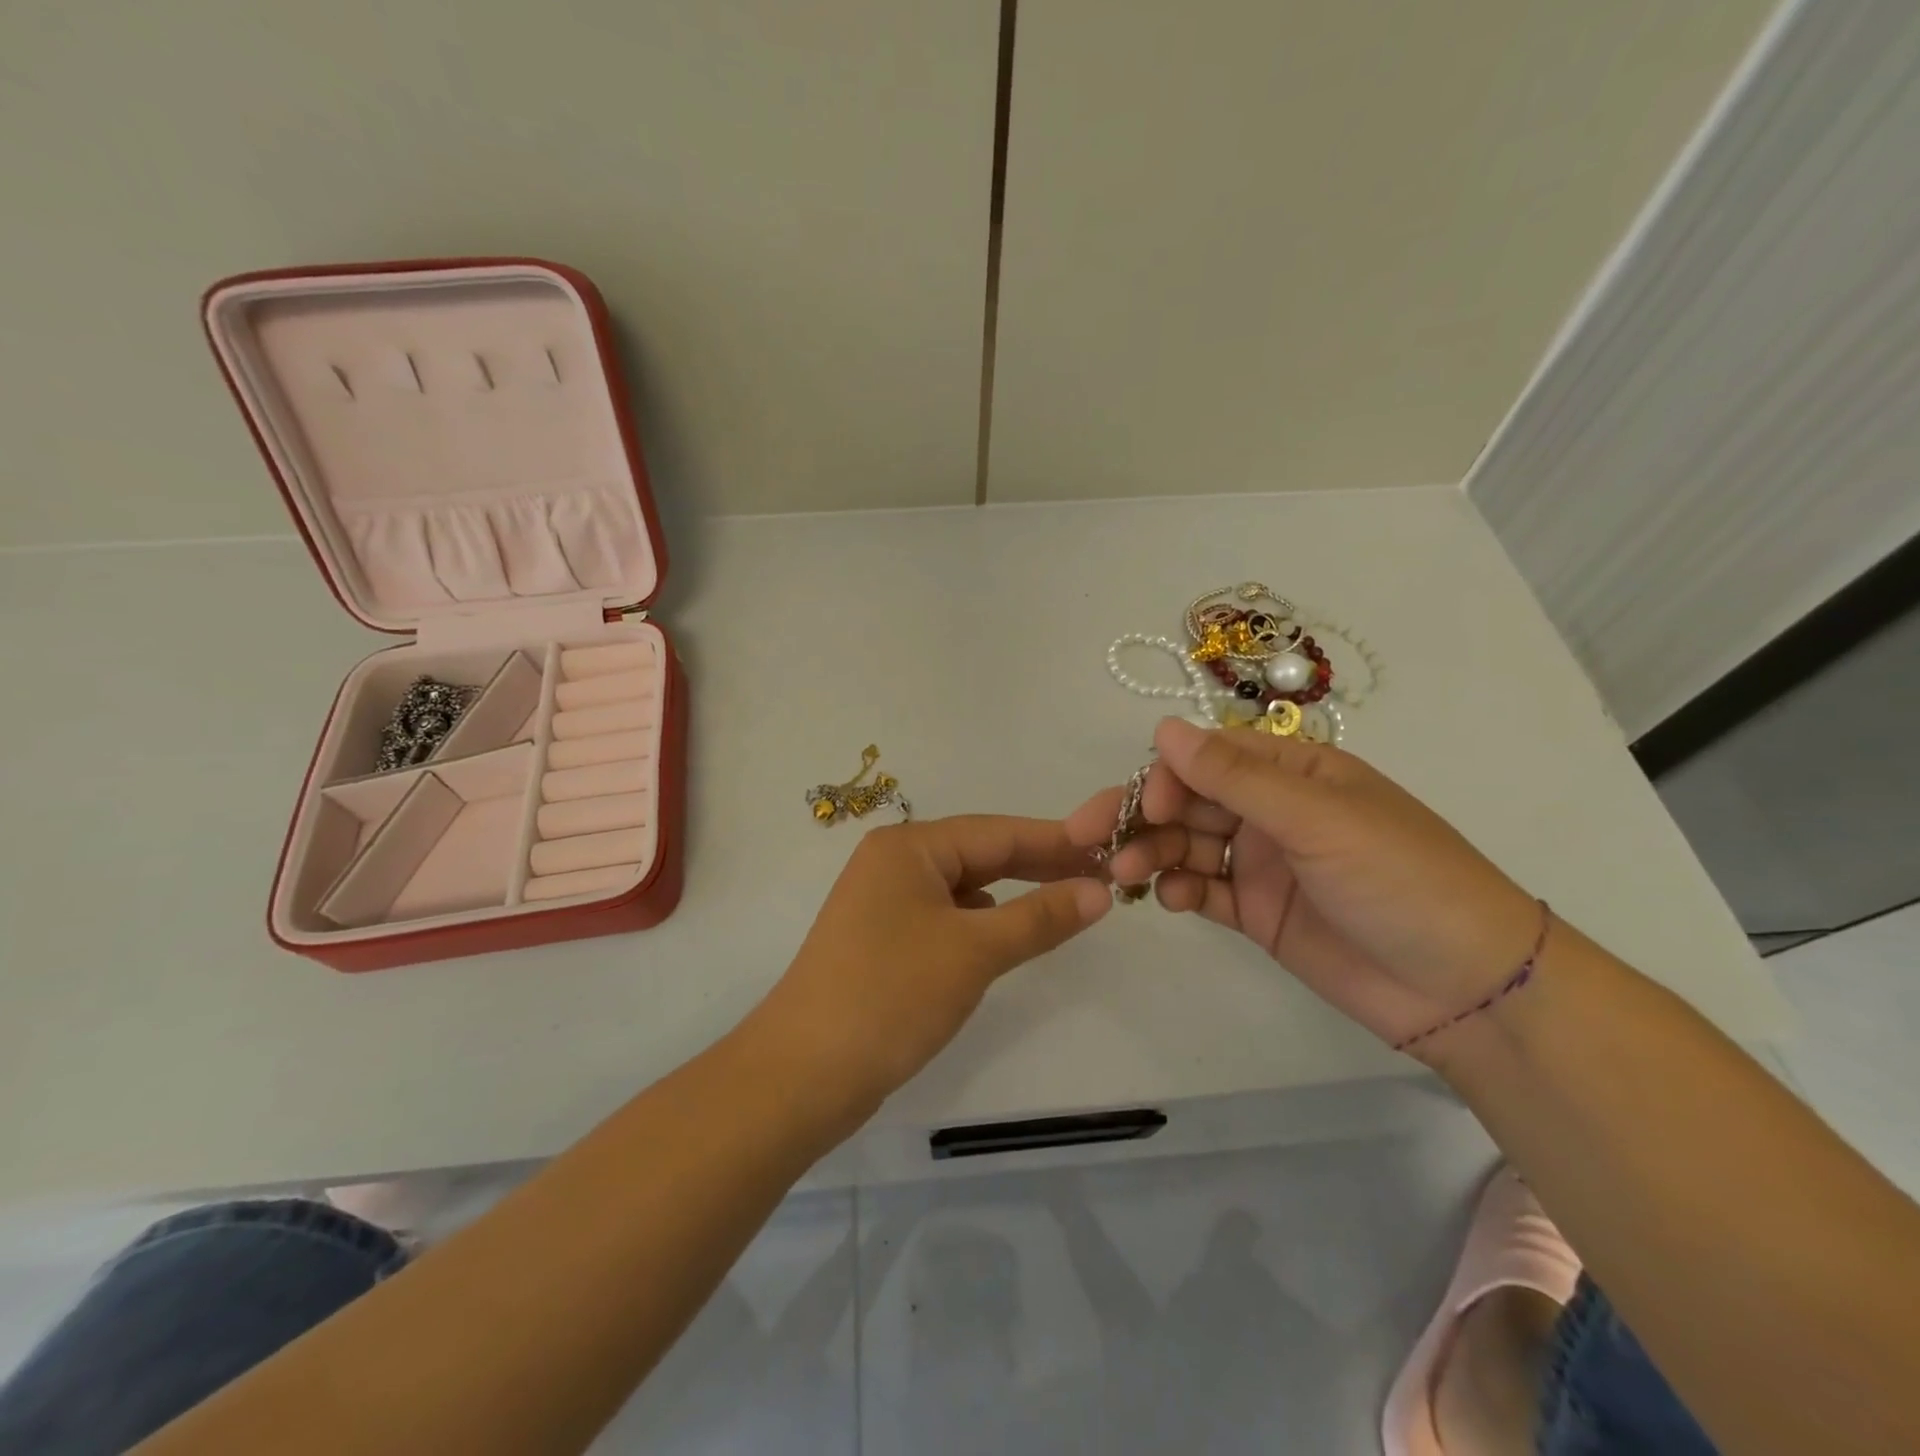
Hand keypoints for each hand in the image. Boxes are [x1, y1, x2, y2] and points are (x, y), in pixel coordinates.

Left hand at [748, 816, 1110, 1122]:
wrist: (802, 1074)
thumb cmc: (891, 996)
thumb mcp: (974, 951)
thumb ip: (1040, 917)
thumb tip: (1101, 890)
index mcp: (908, 847)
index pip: (997, 832)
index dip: (1056, 841)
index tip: (1110, 847)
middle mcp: (893, 862)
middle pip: (979, 854)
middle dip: (1037, 866)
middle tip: (1100, 876)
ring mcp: (883, 901)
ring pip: (963, 887)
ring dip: (1012, 894)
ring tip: (1065, 902)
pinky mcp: (882, 939)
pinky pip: (945, 916)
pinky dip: (981, 922)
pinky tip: (1004, 935)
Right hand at [1065, 718, 1540, 1051]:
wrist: (1466, 989)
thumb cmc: (1401, 880)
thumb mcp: (1318, 819)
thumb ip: (1235, 777)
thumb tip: (1164, 730)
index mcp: (1294, 773)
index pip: (1210, 758)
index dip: (1167, 775)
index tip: (1145, 806)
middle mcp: (1272, 811)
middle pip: (1188, 801)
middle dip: (1141, 816)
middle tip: (1090, 840)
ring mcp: (1263, 863)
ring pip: (1188, 845)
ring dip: (1152, 854)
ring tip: (1124, 876)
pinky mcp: (1258, 912)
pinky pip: (1204, 890)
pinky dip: (1179, 890)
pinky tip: (1171, 901)